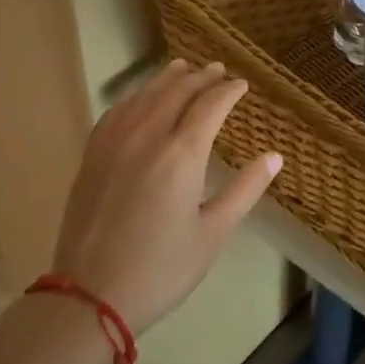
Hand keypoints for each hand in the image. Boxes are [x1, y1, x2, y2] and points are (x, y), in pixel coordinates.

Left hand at [46, 59, 282, 335]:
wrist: (89, 295)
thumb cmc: (162, 268)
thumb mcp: (214, 232)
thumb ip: (246, 189)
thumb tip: (275, 157)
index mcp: (182, 154)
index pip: (210, 105)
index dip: (229, 91)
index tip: (242, 84)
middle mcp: (147, 137)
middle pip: (177, 91)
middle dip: (200, 77)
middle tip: (217, 69)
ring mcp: (114, 143)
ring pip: (144, 96)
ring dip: (167, 79)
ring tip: (182, 68)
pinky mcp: (92, 156)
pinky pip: (117, 112)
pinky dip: (135, 97)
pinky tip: (140, 99)